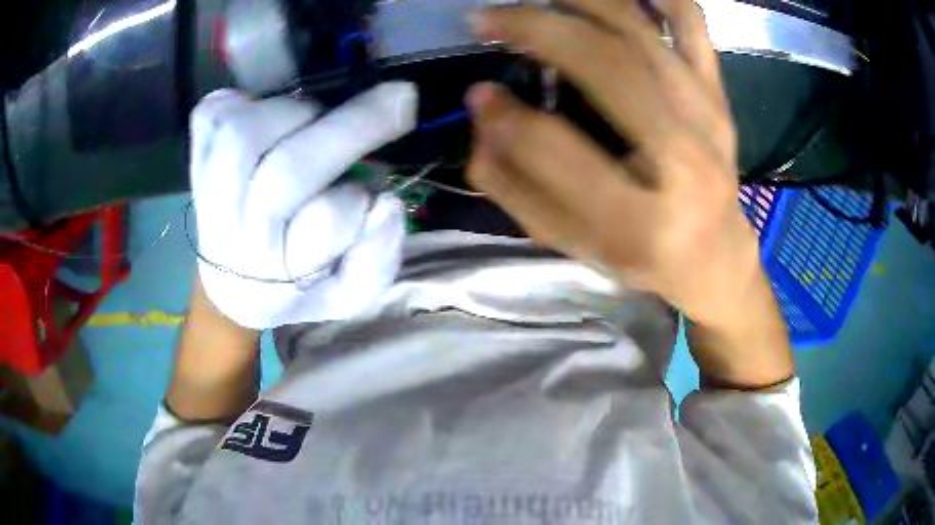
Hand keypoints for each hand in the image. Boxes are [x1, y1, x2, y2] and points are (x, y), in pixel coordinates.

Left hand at [189, 83, 417, 329]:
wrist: (233, 284)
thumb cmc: (295, 288)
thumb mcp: (347, 295)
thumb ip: (377, 259)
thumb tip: (385, 203)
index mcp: (273, 275)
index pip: (323, 224)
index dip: (355, 202)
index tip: (375, 194)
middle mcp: (233, 234)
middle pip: (286, 171)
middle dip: (353, 125)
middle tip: (399, 100)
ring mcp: (206, 192)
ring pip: (246, 133)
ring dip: (296, 113)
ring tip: (316, 120)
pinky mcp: (194, 160)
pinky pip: (214, 113)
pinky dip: (245, 101)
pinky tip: (268, 116)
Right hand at [465, 0, 792, 387]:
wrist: (717, 256)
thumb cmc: (643, 258)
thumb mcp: (572, 245)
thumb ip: (517, 187)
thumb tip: (482, 110)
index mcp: (641, 222)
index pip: (558, 151)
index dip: (506, 117)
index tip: (477, 95)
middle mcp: (685, 162)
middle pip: (610, 67)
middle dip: (537, 28)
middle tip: (488, 19)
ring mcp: (708, 117)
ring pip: (643, 32)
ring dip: (582, 0)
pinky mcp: (718, 95)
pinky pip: (691, 23)